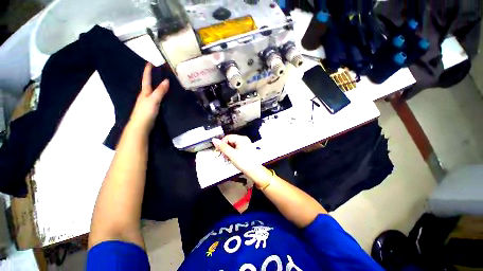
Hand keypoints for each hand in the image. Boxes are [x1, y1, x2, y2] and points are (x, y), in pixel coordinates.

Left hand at [130, 63, 168, 131]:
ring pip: (154, 92)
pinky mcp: (152, 108)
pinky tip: (166, 96)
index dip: (147, 71)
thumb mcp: (153, 100)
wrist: (141, 126)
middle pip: (149, 84)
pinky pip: (157, 98)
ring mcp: (148, 102)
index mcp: (145, 92)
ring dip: (158, 86)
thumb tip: (166, 80)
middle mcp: (145, 96)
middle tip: (160, 72)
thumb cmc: (145, 112)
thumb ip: (160, 91)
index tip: (150, 62)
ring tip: (165, 83)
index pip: (146, 79)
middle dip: (153, 78)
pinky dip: (161, 95)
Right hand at [212, 135, 263, 177]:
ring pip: (232, 146)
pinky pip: (236, 149)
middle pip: (230, 141)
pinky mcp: (245, 150)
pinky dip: (232, 154)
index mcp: (242, 139)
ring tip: (227, 158)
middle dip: (225, 148)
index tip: (218, 150)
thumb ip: (222, 147)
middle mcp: (244, 140)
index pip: (228, 137)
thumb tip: (214, 140)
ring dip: (228, 152)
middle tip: (223, 156)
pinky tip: (231, 159)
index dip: (222, 143)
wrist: (254, 171)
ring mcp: (245, 145)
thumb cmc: (245, 162)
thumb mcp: (231, 154)